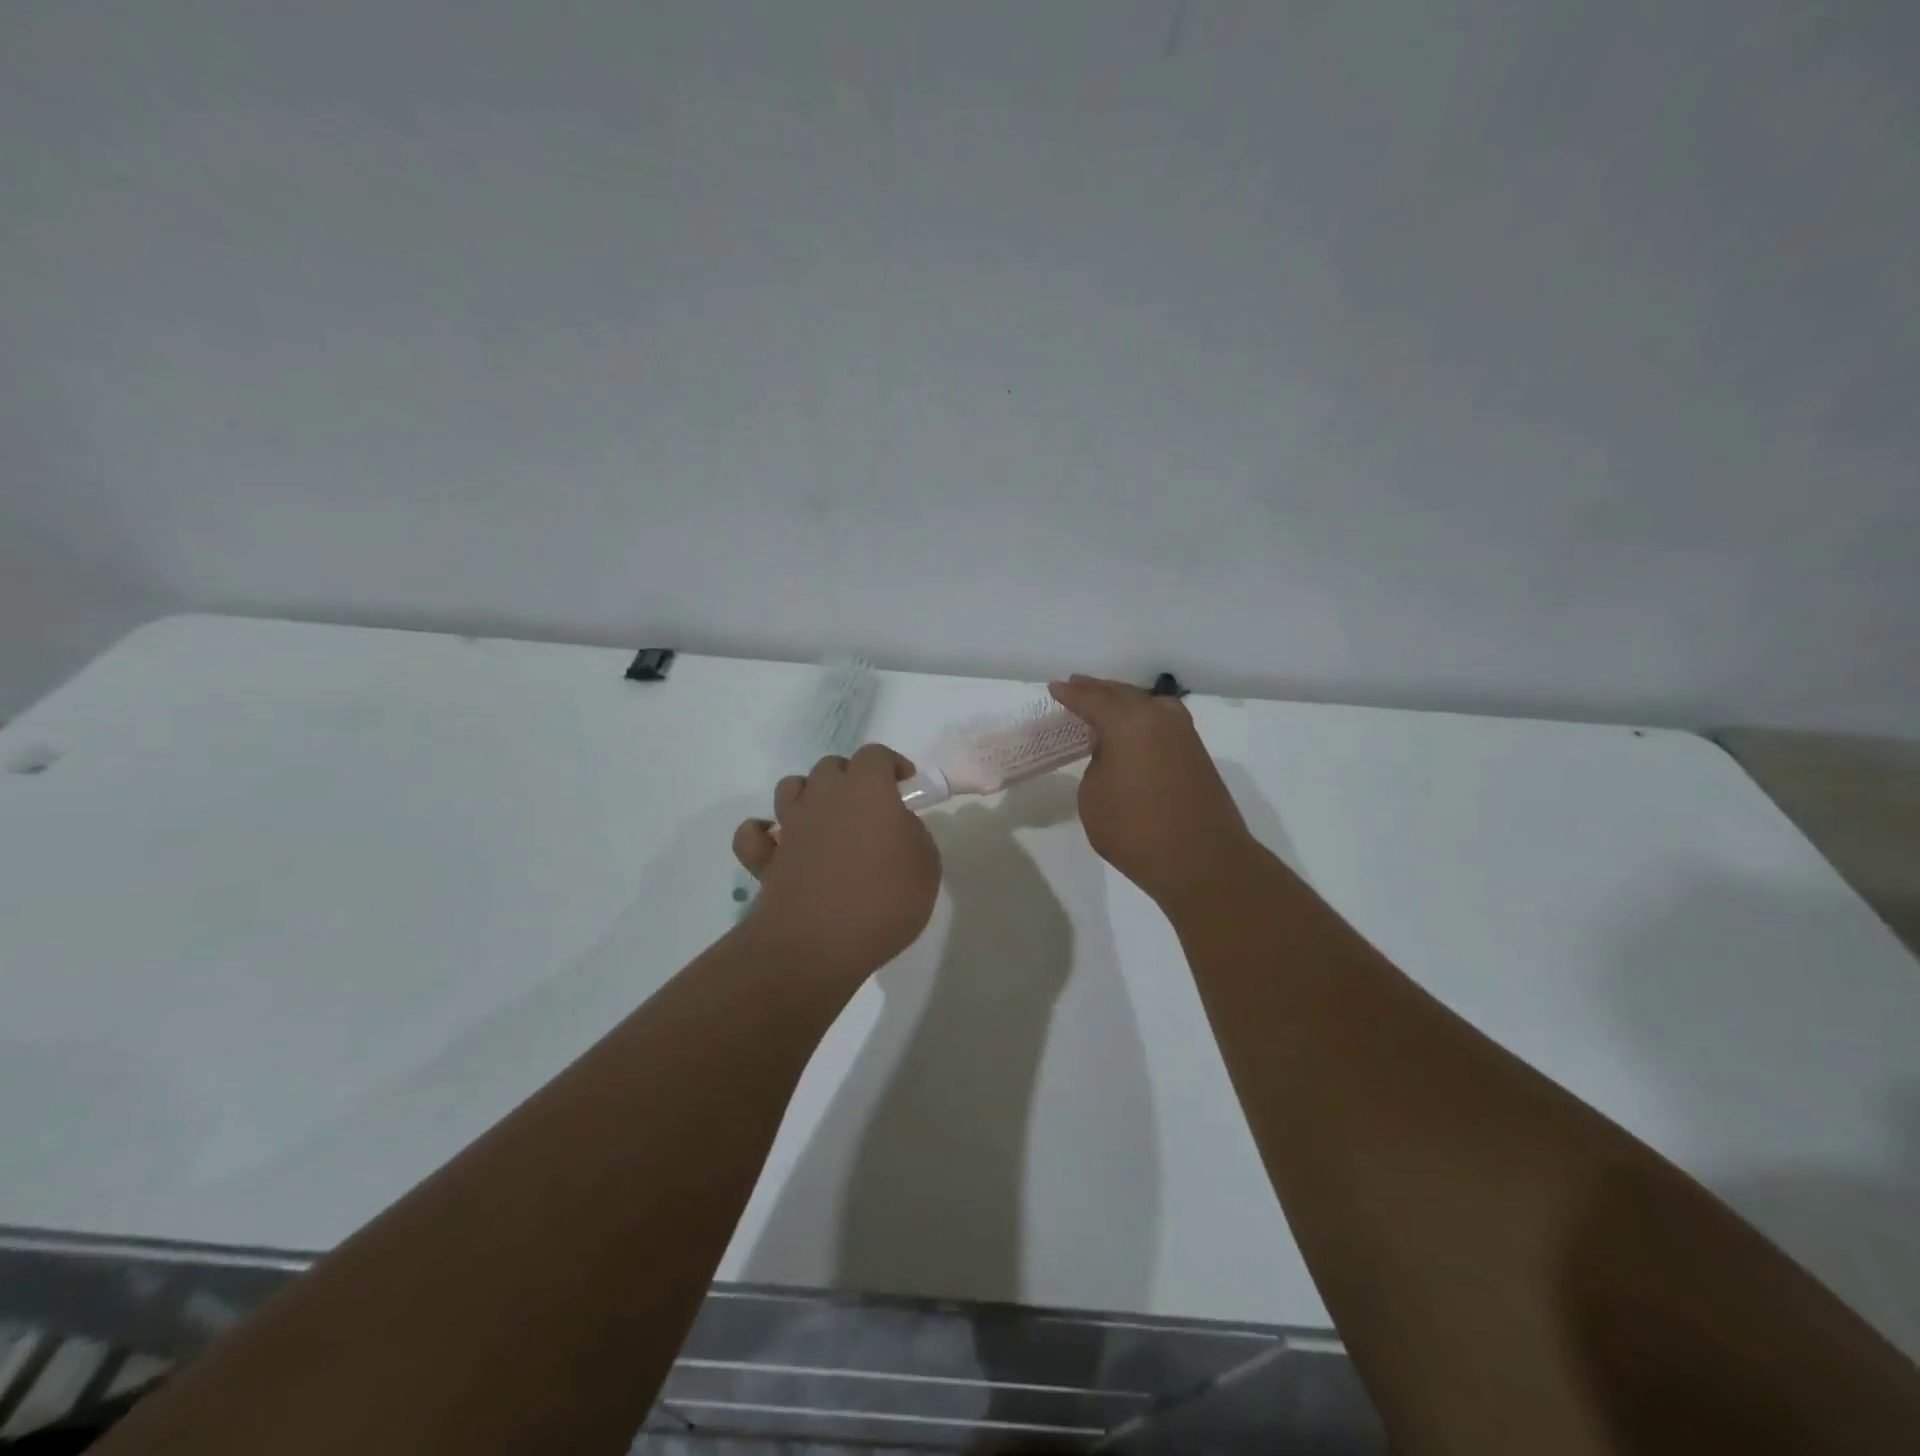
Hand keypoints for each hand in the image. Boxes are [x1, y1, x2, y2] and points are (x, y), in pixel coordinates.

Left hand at [732, 743, 941, 978]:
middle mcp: (823, 797)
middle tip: (869, 808)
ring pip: (790, 788)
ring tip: (827, 821)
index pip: (875, 755)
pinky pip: (754, 835)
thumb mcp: (926, 865)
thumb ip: (913, 835)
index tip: (906, 786)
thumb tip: (896, 828)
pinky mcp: (766, 859)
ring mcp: (790, 826)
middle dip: (851, 778)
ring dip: (809, 796)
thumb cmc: (883, 900)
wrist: (818, 944)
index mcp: (866, 789)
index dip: (892, 765)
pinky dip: (763, 834)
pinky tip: (778, 845)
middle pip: (831, 767)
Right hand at [1048, 676, 1257, 904]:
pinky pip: (1162, 722)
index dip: (1070, 694)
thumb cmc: (1136, 830)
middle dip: (1098, 690)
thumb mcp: (1093, 798)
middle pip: (1122, 694)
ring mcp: (1184, 734)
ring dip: (1123, 702)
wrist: (1202, 862)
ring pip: (1147, 704)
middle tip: (1077, 687)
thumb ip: (1097, 765)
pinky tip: (1132, 732)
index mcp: (1128, 722)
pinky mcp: (1197, 754)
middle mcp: (1159, 717)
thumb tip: (1113, 754)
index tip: (1055, 688)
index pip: (1092, 699)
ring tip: (1104, 705)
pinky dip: (1142, 720)